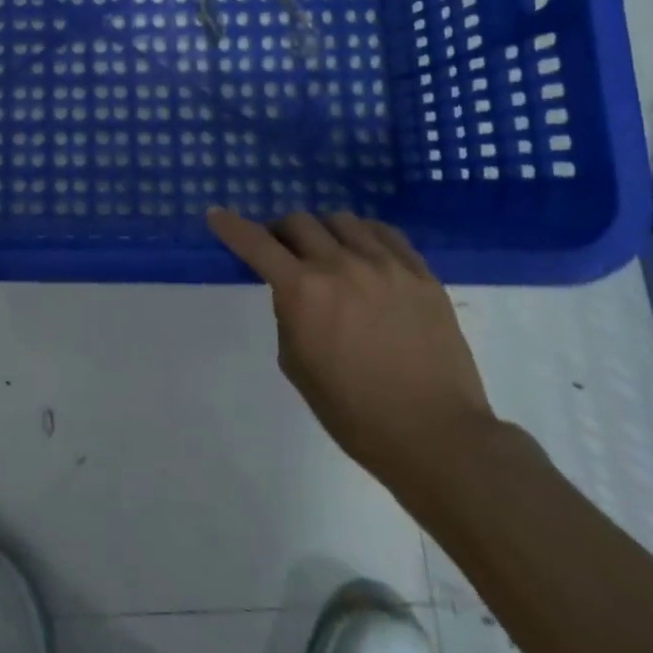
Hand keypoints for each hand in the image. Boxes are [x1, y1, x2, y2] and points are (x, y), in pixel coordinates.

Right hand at [207, 208, 493, 488]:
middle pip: (298, 221)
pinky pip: (384, 232)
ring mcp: (385, 265)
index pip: (255, 243)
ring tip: (328, 253)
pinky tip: (364, 251)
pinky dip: (363, 234)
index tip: (216, 214)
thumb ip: (288, 315)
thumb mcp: (297, 365)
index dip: (230, 225)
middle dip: (281, 232)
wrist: (436, 437)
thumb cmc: (355, 413)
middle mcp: (340, 266)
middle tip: (283, 251)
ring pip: (341, 220)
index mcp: (303, 292)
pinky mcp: (420, 273)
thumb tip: (293, 291)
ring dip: (323, 231)